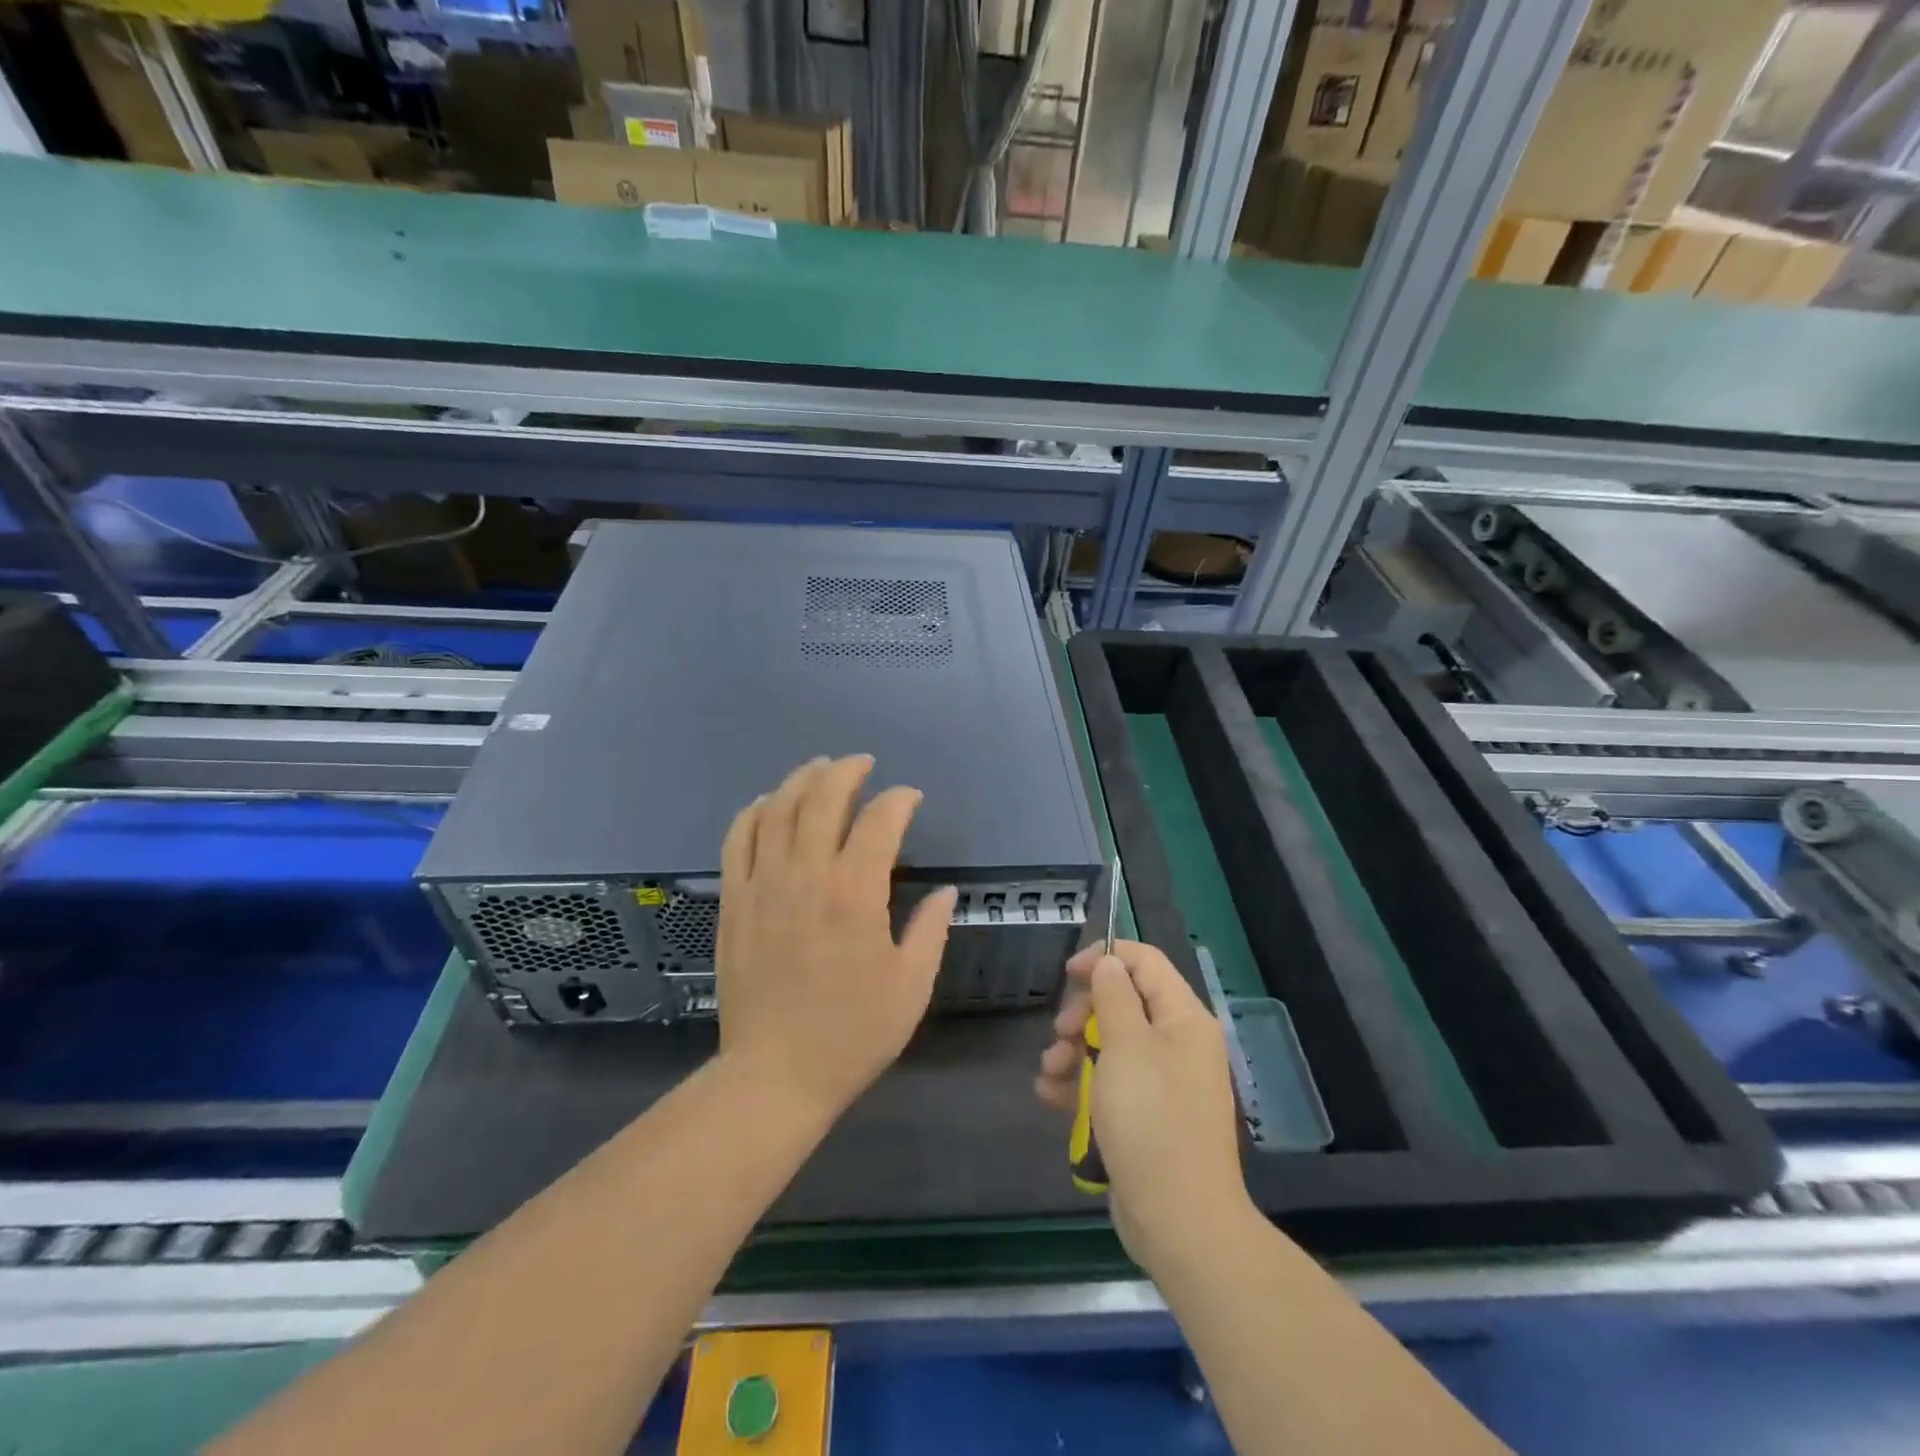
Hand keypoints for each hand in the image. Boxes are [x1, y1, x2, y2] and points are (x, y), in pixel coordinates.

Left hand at [716, 755, 957, 1120]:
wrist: (775, 1075)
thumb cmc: (852, 1034)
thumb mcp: (911, 987)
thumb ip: (931, 930)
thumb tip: (946, 892)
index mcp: (855, 895)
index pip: (879, 821)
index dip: (899, 800)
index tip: (911, 799)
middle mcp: (805, 876)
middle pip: (822, 799)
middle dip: (847, 771)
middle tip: (864, 764)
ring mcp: (762, 885)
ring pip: (777, 809)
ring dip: (801, 780)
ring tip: (819, 768)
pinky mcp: (733, 902)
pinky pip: (737, 839)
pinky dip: (753, 812)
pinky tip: (768, 803)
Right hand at [1036, 940, 1250, 1270]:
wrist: (1180, 1221)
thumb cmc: (1152, 1121)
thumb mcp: (1125, 1047)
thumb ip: (1114, 997)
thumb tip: (1109, 963)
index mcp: (1183, 1018)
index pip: (1145, 962)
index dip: (1105, 957)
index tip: (1068, 973)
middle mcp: (1178, 1043)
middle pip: (1123, 1003)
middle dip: (1083, 1013)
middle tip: (1060, 1034)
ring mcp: (1163, 1081)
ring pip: (1110, 1044)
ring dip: (1073, 1052)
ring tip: (1049, 1073)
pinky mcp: (1147, 1115)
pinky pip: (1111, 1083)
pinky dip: (1081, 1085)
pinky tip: (1051, 1097)